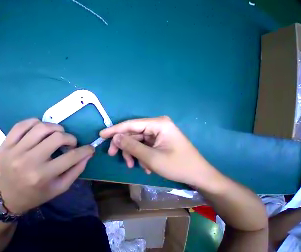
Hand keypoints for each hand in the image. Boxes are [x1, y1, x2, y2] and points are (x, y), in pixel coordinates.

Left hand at [0, 118, 93, 213]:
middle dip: (70, 138)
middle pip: (57, 137)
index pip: (71, 157)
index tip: (90, 148)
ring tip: (57, 135)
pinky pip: (22, 124)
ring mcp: (14, 151)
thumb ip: (77, 169)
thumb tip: (88, 153)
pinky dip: (36, 123)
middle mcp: (27, 161)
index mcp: (42, 176)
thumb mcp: (61, 187)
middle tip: (70, 143)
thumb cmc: (38, 193)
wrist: (7, 197)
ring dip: (55, 128)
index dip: (85, 150)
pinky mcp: (5, 144)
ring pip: (41, 127)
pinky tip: (41, 130)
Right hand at [100, 116, 215, 186]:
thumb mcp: (151, 158)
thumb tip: (115, 137)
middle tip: (112, 154)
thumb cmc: (178, 166)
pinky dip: (139, 155)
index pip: (130, 124)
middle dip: (123, 144)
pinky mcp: (156, 140)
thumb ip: (131, 146)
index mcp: (158, 124)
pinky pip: (142, 145)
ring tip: (132, 165)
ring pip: (135, 140)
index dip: (115, 130)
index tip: (102, 134)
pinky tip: (143, 165)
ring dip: (131, 152)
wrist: (199, 176)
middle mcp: (156, 124)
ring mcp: (156, 132)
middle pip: (132, 132)